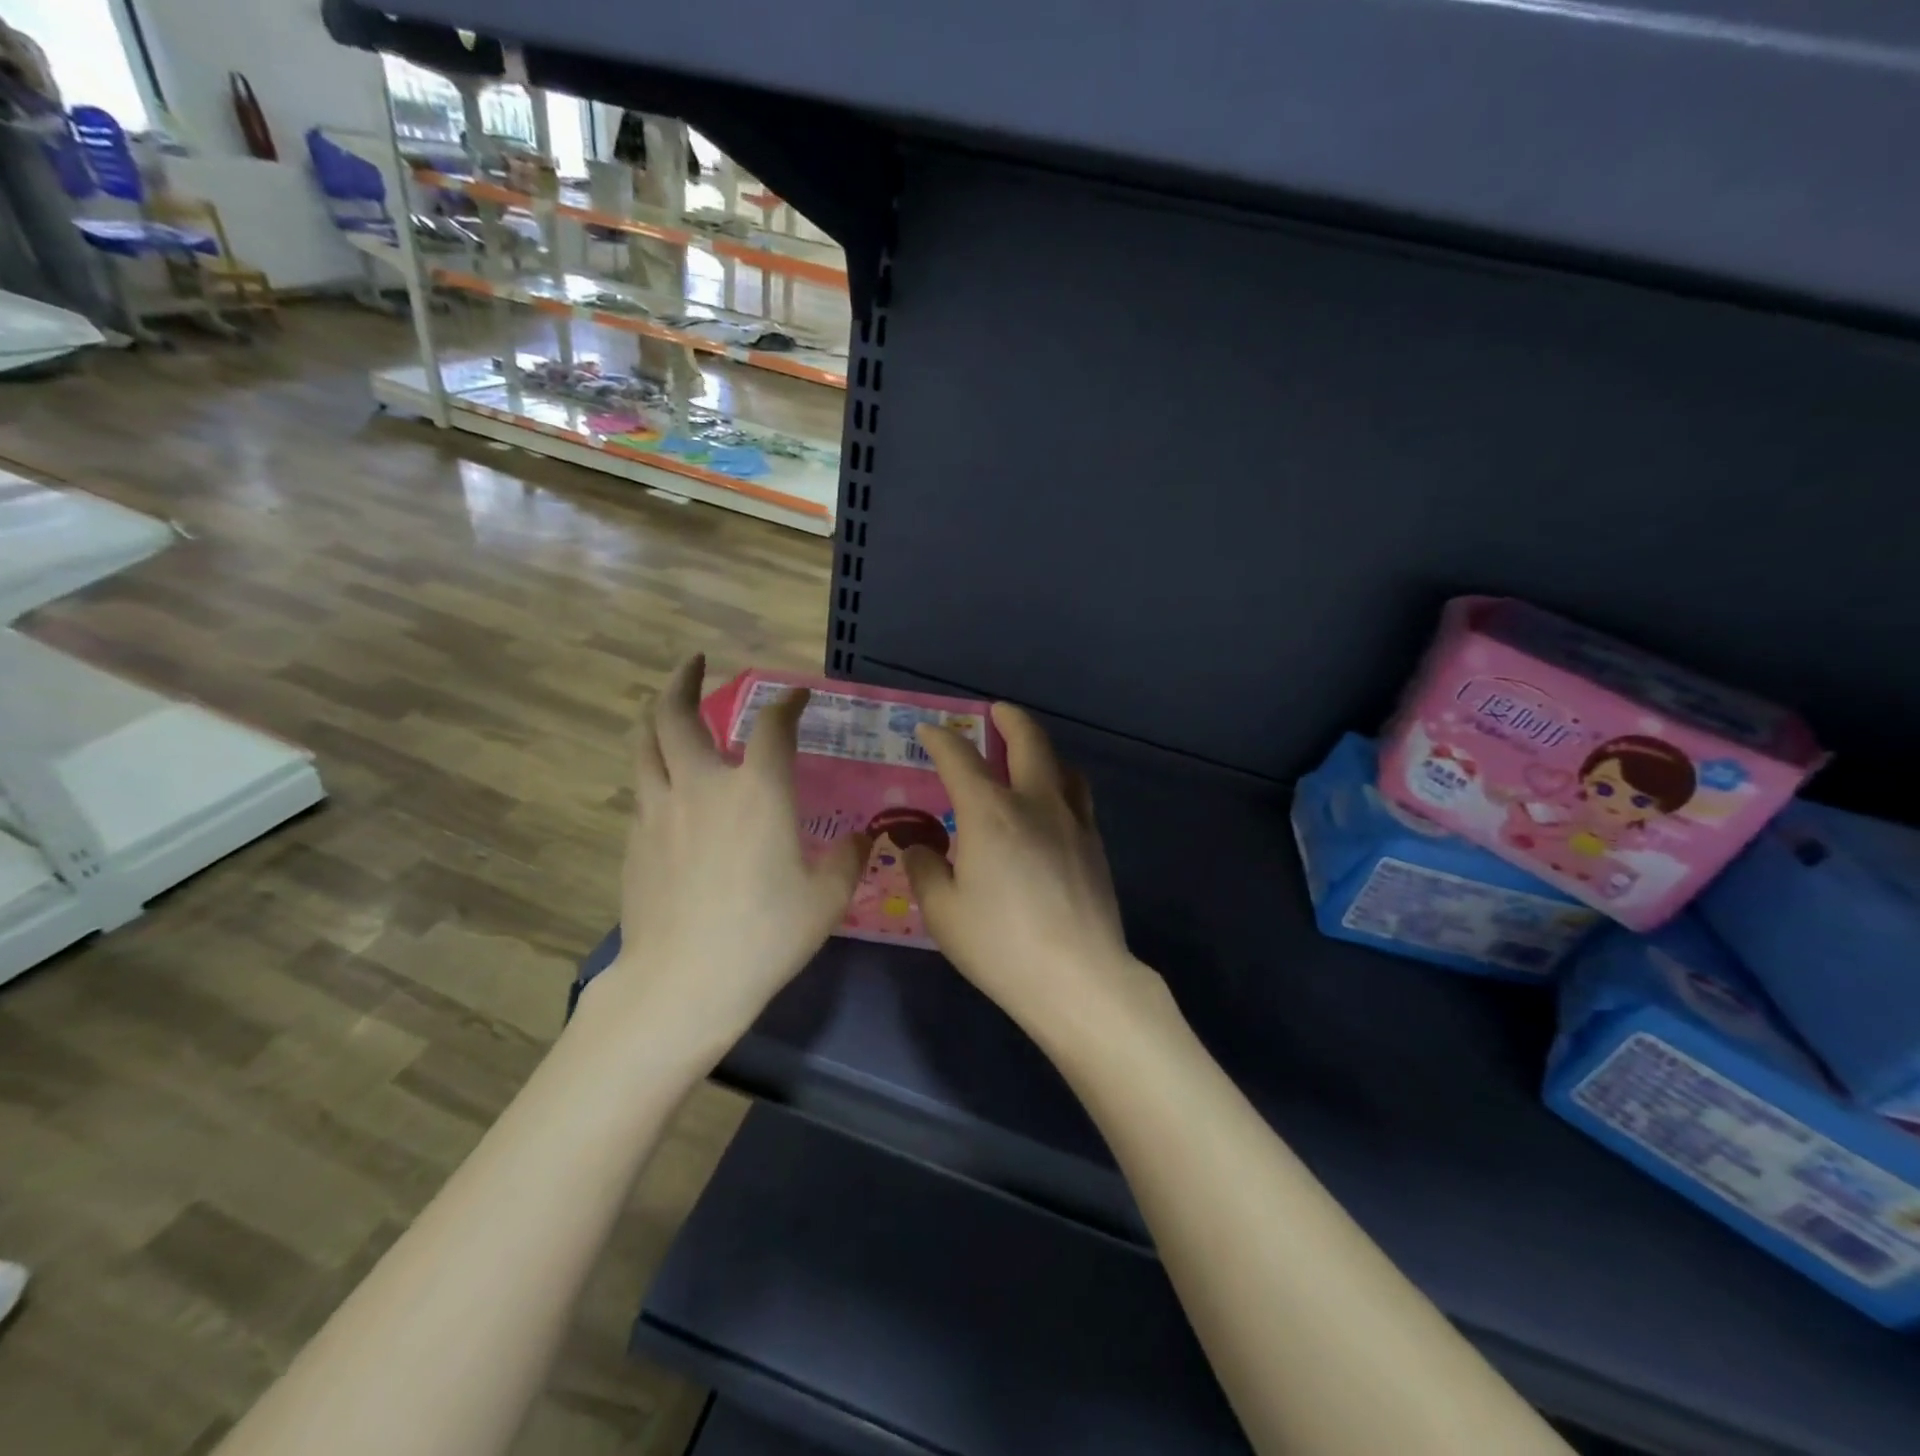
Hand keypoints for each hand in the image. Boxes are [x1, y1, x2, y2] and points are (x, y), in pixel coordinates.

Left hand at [590, 656, 869, 1044]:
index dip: (787, 703)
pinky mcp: (636, 840)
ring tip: (665, 705)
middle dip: (685, 681)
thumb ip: (849, 859)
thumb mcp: (826, 899)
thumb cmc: (765, 935)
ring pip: (645, 744)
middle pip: (678, 715)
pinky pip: (642, 787)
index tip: (796, 695)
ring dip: (656, 715)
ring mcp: (660, 810)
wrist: (683, 982)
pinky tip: (666, 784)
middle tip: (694, 662)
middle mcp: (703, 786)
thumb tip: (865, 837)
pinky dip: (653, 767)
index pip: (773, 726)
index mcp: (758, 792)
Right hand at [907, 703, 1161, 1043]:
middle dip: (1009, 719)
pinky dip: (1061, 782)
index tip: (929, 731)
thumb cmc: (1001, 946)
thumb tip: (916, 846)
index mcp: (990, 813)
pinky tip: (1052, 805)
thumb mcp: (944, 912)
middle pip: (1028, 741)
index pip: (959, 759)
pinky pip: (1078, 795)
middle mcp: (1034, 803)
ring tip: (1028, 755)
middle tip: (996, 711)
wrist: (1078, 978)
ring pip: (1061, 765)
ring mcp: (1072, 821)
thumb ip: (925, 870)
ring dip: (1042, 749)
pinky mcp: (1095, 844)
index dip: (941, 739)